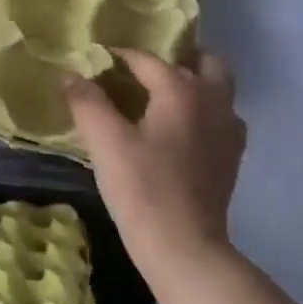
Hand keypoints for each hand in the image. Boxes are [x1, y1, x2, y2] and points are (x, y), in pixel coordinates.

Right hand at [66, 50, 246, 269]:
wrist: (184, 247)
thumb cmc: (142, 189)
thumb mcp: (105, 142)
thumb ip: (86, 102)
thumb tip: (70, 75)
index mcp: (181, 90)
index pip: (146, 60)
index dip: (118, 56)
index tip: (95, 60)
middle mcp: (213, 100)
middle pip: (202, 62)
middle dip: (175, 59)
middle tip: (143, 72)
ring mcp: (228, 129)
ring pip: (217, 89)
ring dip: (194, 83)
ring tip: (161, 98)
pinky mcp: (232, 157)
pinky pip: (220, 118)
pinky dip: (202, 112)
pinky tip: (179, 132)